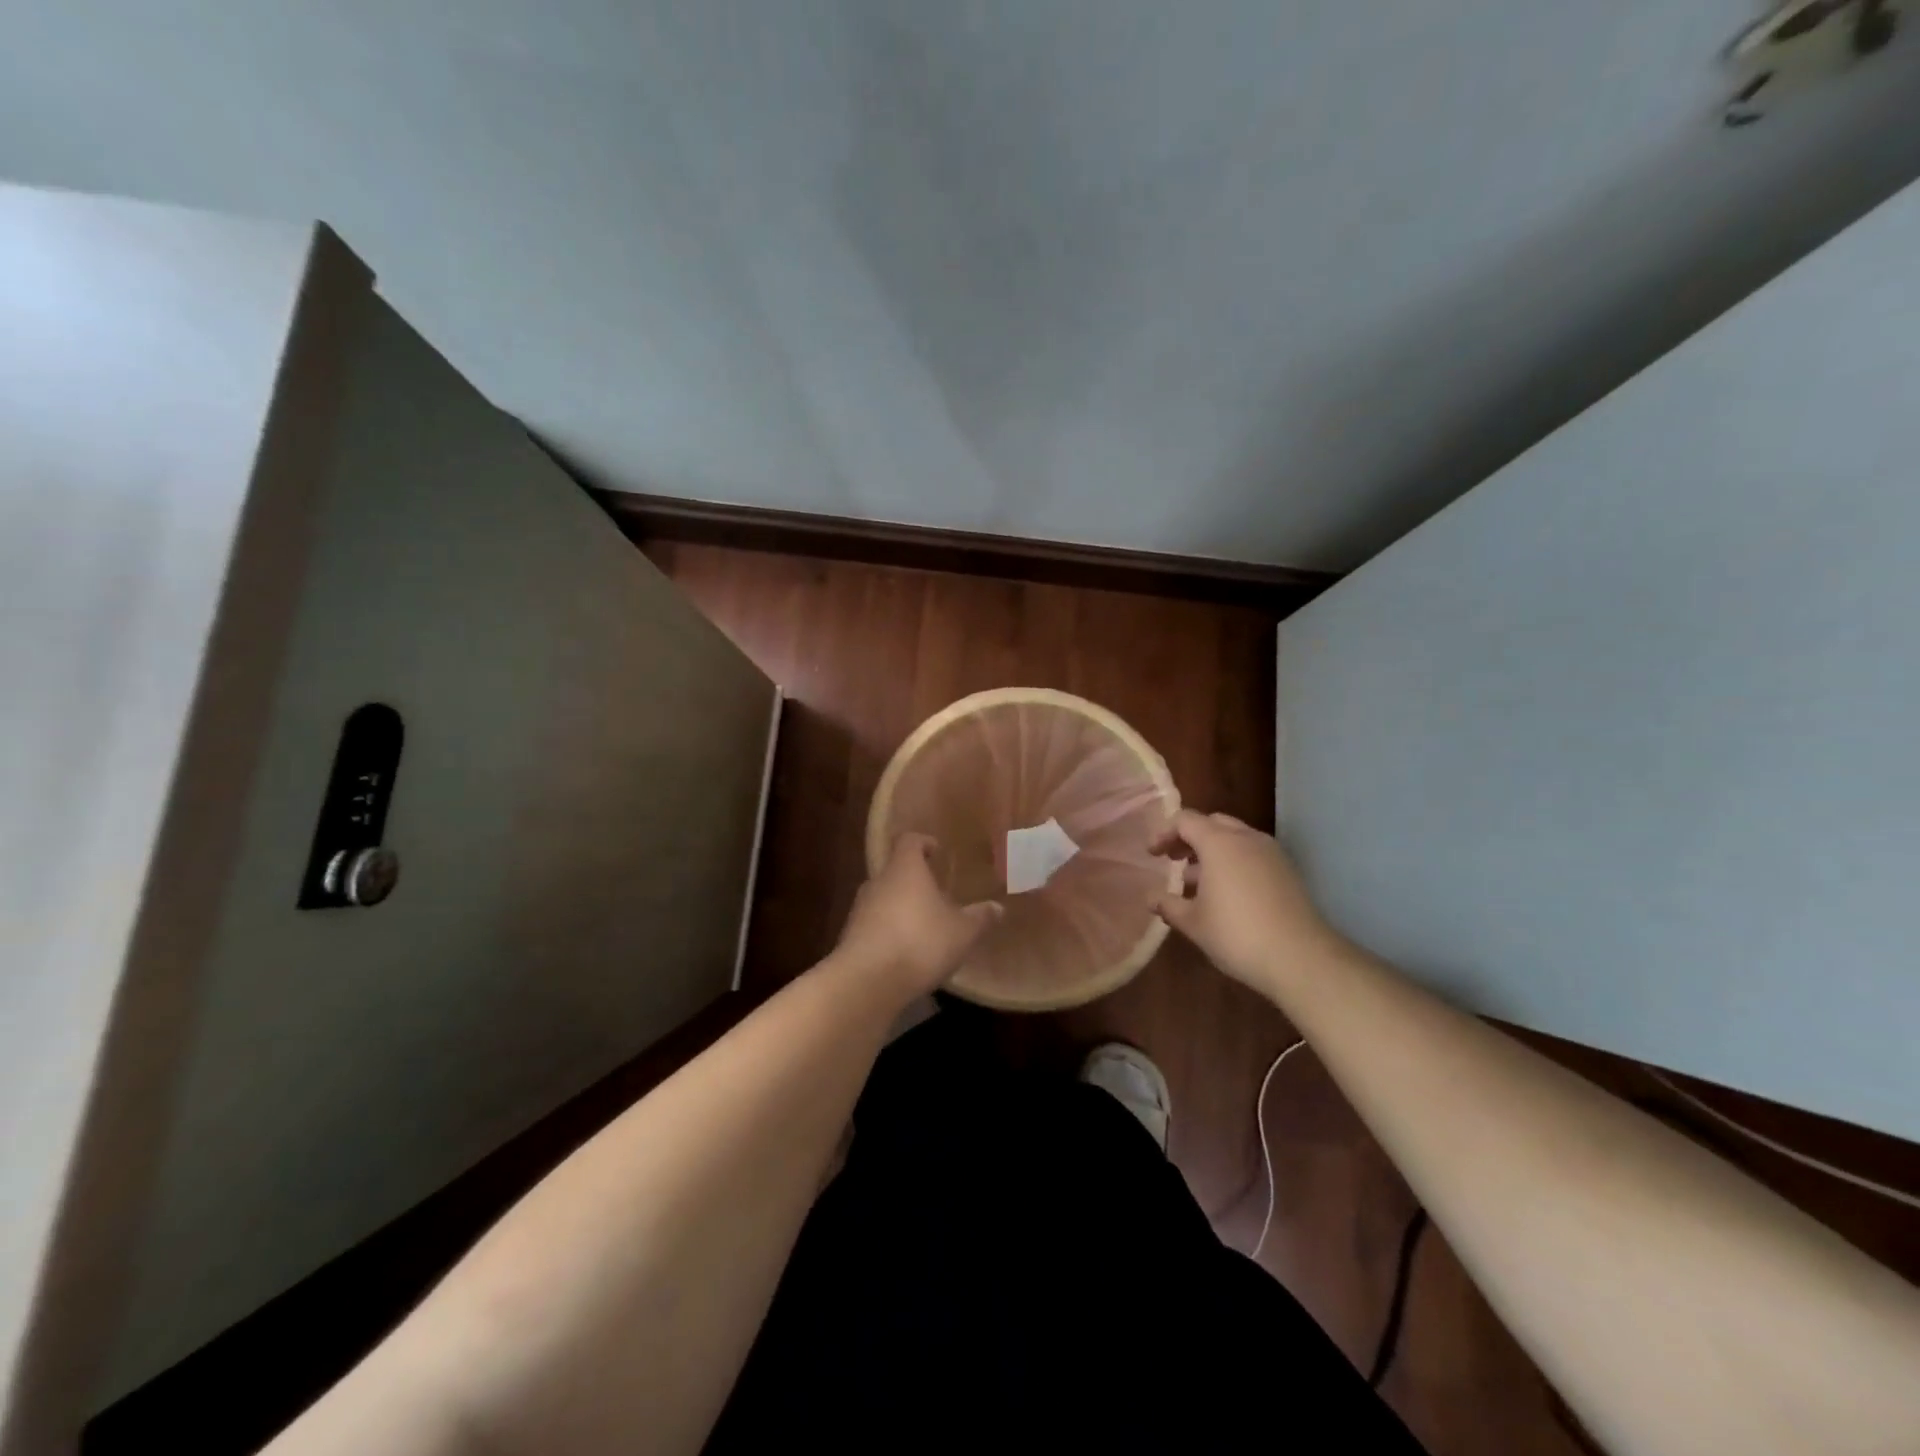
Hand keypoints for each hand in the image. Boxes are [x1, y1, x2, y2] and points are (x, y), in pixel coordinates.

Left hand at [835, 833, 1002, 997]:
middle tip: (936, 893)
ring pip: (883, 898)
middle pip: (895, 870)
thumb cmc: (920, 942)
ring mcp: (860, 909)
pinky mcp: (851, 937)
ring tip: (924, 924)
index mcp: (905, 869)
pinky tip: (906, 951)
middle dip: (915, 880)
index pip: (909, 841)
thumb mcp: (962, 932)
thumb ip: (980, 917)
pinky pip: (874, 924)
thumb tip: (998, 907)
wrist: (867, 981)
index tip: (936, 851)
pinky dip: (889, 931)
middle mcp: (878, 882)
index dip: (923, 842)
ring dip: (901, 907)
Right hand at [1151, 810, 1349, 991]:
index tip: (1152, 854)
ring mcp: (1271, 853)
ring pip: (1235, 839)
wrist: (1300, 958)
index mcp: (1219, 843)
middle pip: (1212, 823)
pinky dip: (1233, 862)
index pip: (1185, 820)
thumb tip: (1150, 898)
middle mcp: (1246, 839)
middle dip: (1189, 837)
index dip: (1163, 833)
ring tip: (1196, 882)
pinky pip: (1252, 854)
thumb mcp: (1193, 922)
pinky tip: (1225, 894)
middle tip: (1173, 860)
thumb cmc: (1236, 934)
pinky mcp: (1287, 872)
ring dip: (1212, 851)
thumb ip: (1168, 904)